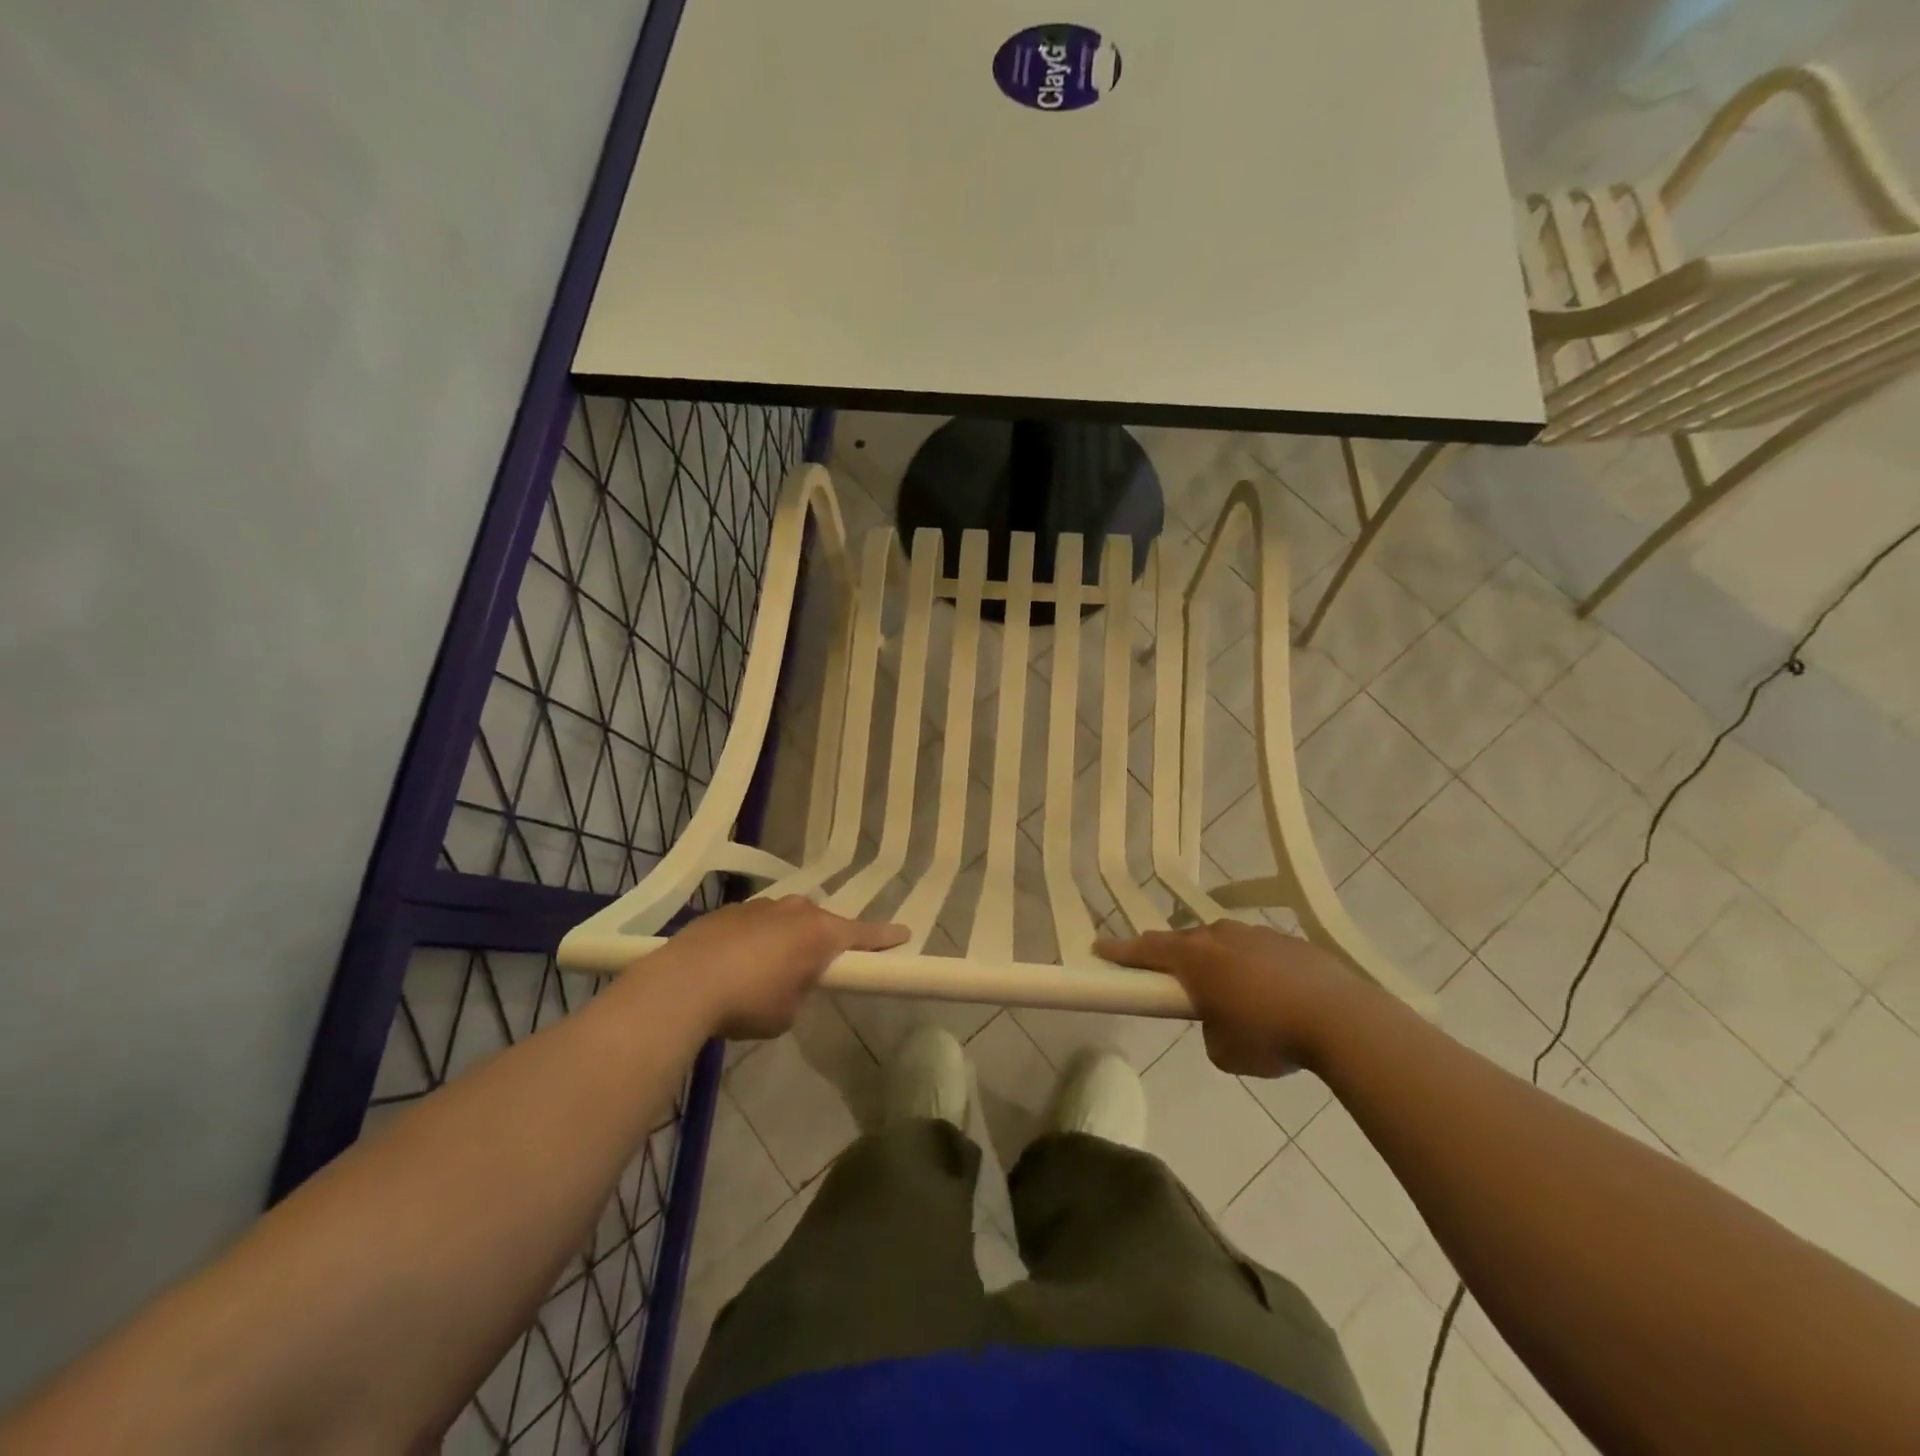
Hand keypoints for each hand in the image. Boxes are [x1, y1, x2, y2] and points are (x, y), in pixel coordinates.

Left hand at [653, 896, 907, 1039]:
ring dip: (785, 939)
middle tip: (815, 967)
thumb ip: (802, 991)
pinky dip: (754, 940)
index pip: (864, 934)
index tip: (904, 934)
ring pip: (785, 920)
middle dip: (823, 941)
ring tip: (766, 971)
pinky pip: (755, 924)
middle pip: (821, 923)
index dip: (885, 937)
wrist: (685, 983)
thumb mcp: (789, 1012)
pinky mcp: (729, 911)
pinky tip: (734, 964)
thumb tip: (790, 982)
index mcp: (821, 934)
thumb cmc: (750, 1002)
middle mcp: (796, 911)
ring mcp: (761, 906)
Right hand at [1095, 921, 1364, 1076]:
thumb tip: (1220, 1021)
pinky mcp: (1290, 942)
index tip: (1099, 947)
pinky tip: (1269, 992)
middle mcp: (1221, 936)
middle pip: (1184, 940)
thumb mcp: (1225, 1052)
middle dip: (1171, 956)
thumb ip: (1210, 1031)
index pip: (1146, 950)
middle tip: (1166, 974)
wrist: (1343, 1019)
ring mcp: (1257, 934)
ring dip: (1216, 960)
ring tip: (1226, 989)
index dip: (1121, 951)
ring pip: (1222, 941)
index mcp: (1195, 958)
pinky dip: (1251, 966)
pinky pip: (1256, 950)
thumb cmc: (1270, 1035)